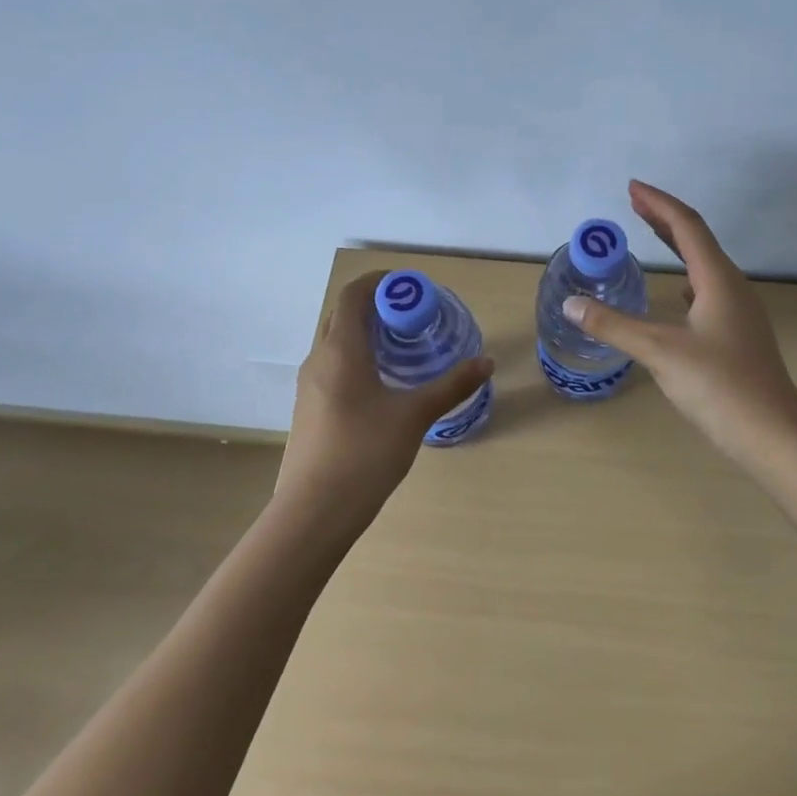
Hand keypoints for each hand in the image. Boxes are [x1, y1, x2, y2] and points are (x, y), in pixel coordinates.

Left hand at [277, 270, 494, 538]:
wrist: (313, 513)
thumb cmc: (364, 453)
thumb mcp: (415, 415)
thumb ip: (452, 385)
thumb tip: (486, 362)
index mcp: (341, 349)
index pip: (354, 294)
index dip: (381, 282)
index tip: (412, 288)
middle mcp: (319, 359)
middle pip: (344, 315)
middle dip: (377, 307)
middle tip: (414, 317)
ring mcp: (309, 386)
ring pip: (337, 343)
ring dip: (366, 334)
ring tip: (404, 348)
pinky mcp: (309, 409)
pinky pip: (333, 366)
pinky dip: (357, 359)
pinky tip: (383, 385)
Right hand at [561, 180, 796, 464]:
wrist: (774, 435)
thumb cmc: (719, 386)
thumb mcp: (660, 351)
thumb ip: (614, 326)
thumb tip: (572, 303)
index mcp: (718, 280)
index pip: (686, 226)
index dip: (658, 203)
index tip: (632, 187)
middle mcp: (732, 287)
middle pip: (697, 239)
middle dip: (664, 218)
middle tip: (634, 202)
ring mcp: (740, 311)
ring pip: (704, 264)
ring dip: (676, 244)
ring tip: (651, 236)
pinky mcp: (738, 334)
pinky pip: (708, 288)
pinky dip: (685, 275)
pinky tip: (678, 292)